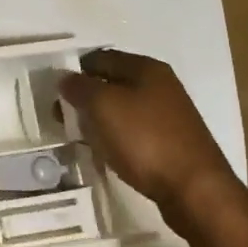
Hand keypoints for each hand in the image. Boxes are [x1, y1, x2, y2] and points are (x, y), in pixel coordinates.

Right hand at [59, 49, 241, 231]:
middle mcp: (160, 86)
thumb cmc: (145, 139)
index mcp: (146, 68)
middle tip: (61, 117)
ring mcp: (166, 115)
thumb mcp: (104, 106)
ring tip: (78, 136)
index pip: (100, 58)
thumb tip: (65, 78)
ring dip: (97, 119)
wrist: (193, 188)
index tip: (54, 91)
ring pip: (120, 109)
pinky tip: (103, 151)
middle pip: (111, 83)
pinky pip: (131, 131)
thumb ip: (80, 87)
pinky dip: (113, 136)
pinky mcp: (168, 141)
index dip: (75, 70)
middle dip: (84, 97)